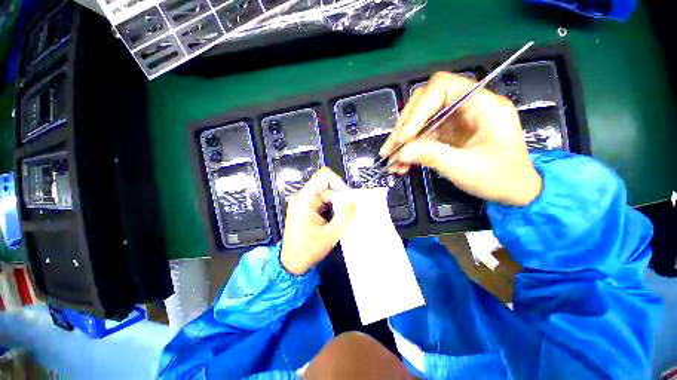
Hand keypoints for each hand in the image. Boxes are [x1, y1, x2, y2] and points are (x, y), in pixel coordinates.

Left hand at [281, 168, 355, 274]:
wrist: (292, 264)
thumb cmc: (308, 250)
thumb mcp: (330, 233)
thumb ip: (345, 216)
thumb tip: (355, 201)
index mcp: (305, 199)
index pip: (324, 176)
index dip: (338, 183)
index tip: (347, 198)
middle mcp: (304, 197)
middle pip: (327, 188)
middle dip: (340, 199)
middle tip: (348, 214)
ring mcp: (306, 204)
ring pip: (328, 196)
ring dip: (337, 207)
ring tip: (342, 221)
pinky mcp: (308, 210)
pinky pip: (325, 204)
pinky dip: (333, 211)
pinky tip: (336, 222)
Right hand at [380, 72, 541, 206]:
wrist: (514, 191)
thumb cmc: (500, 179)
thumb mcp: (466, 169)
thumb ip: (432, 157)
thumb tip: (400, 153)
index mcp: (483, 105)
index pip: (442, 88)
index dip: (418, 111)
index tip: (404, 138)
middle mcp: (467, 106)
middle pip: (425, 102)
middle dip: (404, 127)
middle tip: (390, 149)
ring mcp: (456, 120)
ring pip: (420, 121)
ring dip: (402, 142)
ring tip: (391, 162)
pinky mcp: (447, 133)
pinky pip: (422, 136)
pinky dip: (409, 150)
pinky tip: (401, 165)